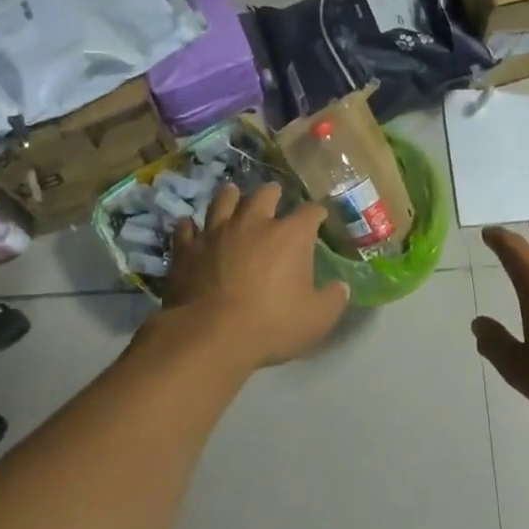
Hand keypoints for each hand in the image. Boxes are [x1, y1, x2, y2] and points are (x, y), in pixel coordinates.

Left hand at [161, 183, 349, 367]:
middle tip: (275, 199)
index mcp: (290, 236)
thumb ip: (332, 300)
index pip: (310, 212)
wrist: (210, 335)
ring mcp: (216, 232)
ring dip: (231, 197)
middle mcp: (254, 223)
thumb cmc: (272, 325)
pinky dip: (192, 226)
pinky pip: (187, 227)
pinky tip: (192, 227)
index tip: (319, 217)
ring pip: (223, 200)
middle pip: (265, 194)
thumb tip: (341, 287)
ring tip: (233, 195)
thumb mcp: (316, 319)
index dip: (317, 213)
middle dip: (273, 194)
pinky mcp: (187, 248)